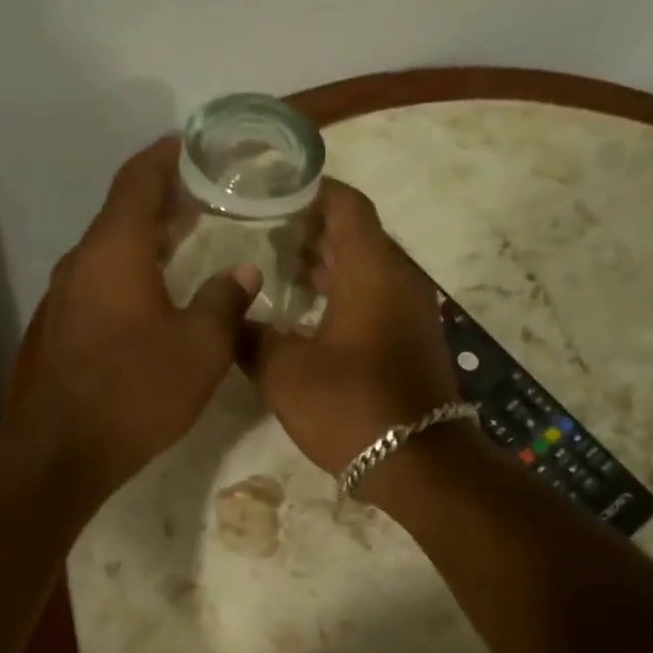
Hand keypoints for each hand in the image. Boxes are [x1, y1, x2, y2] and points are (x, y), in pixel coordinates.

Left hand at [16, 156, 259, 491]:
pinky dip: (135, 266)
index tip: (196, 144)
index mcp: (115, 249)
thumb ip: (226, 301)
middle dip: (165, 195)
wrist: (65, 448)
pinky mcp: (67, 324)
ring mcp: (69, 293)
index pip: (138, 179)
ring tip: (194, 233)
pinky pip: (105, 276)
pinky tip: (164, 286)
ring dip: (150, 234)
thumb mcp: (200, 346)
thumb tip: (245, 272)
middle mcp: (84, 260)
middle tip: (210, 191)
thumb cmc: (137, 389)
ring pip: (113, 246)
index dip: (166, 155)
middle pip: (124, 209)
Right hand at [252, 179, 462, 482]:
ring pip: (365, 269)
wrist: (419, 463)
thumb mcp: (283, 372)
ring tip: (276, 272)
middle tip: (261, 233)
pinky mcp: (411, 340)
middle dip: (310, 230)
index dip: (311, 190)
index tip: (273, 190)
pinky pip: (374, 299)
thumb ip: (252, 337)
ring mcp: (410, 311)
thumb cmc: (350, 406)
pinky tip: (304, 317)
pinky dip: (341, 295)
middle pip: (355, 235)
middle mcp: (398, 279)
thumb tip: (234, 319)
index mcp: (372, 270)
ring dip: (325, 266)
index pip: (346, 205)